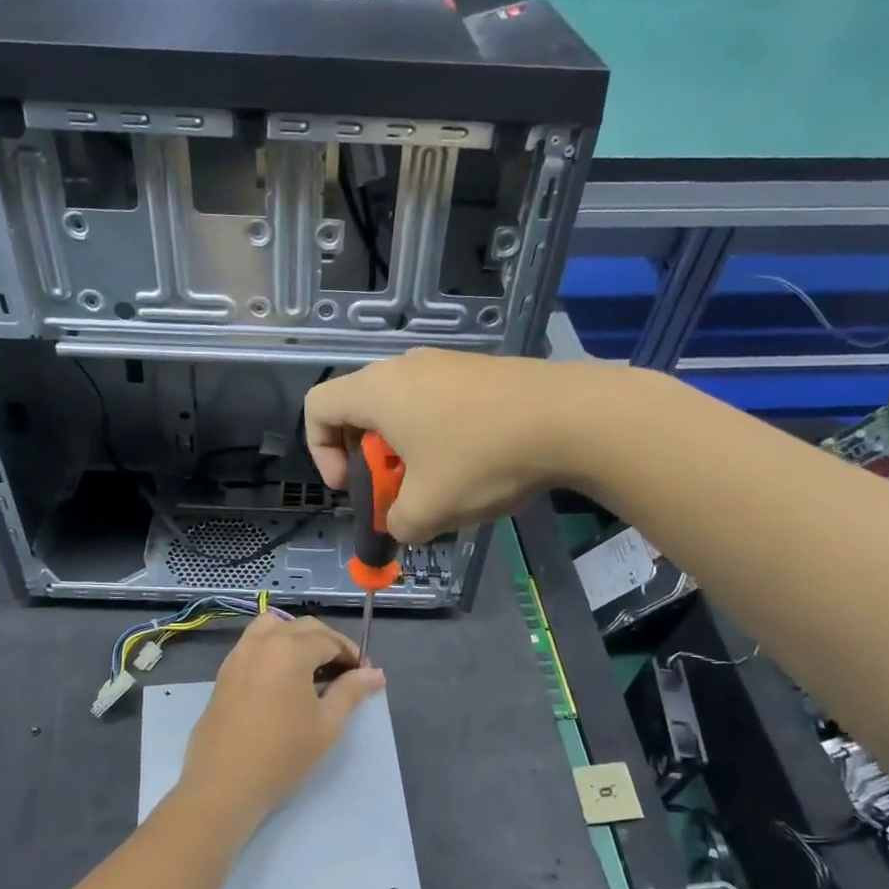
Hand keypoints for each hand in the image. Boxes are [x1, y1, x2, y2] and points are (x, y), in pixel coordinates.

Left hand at [178, 614, 384, 823]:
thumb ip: (351, 692)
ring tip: (313, 668)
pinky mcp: (224, 671)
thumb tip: (376, 674)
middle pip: (304, 628)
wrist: (223, 785)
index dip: (352, 655)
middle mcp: (262, 641)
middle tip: (346, 673)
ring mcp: (239, 654)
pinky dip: (275, 646)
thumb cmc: (282, 755)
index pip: (330, 640)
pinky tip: (284, 678)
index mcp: (290, 649)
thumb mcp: (326, 724)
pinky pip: (255, 643)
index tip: (366, 676)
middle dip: (329, 644)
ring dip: (298, 638)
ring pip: (275, 627)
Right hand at [304, 348, 585, 542]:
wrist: (570, 418)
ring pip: (402, 410)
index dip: (321, 452)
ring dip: (405, 453)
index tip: (352, 486)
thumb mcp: (429, 510)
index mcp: (377, 391)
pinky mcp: (479, 371)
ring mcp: (445, 364)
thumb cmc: (482, 459)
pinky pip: (437, 404)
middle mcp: (404, 368)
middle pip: (360, 410)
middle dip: (368, 459)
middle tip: (396, 492)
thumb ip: (397, 525)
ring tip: (439, 486)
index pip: (317, 408)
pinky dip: (437, 438)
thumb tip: (400, 525)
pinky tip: (474, 466)